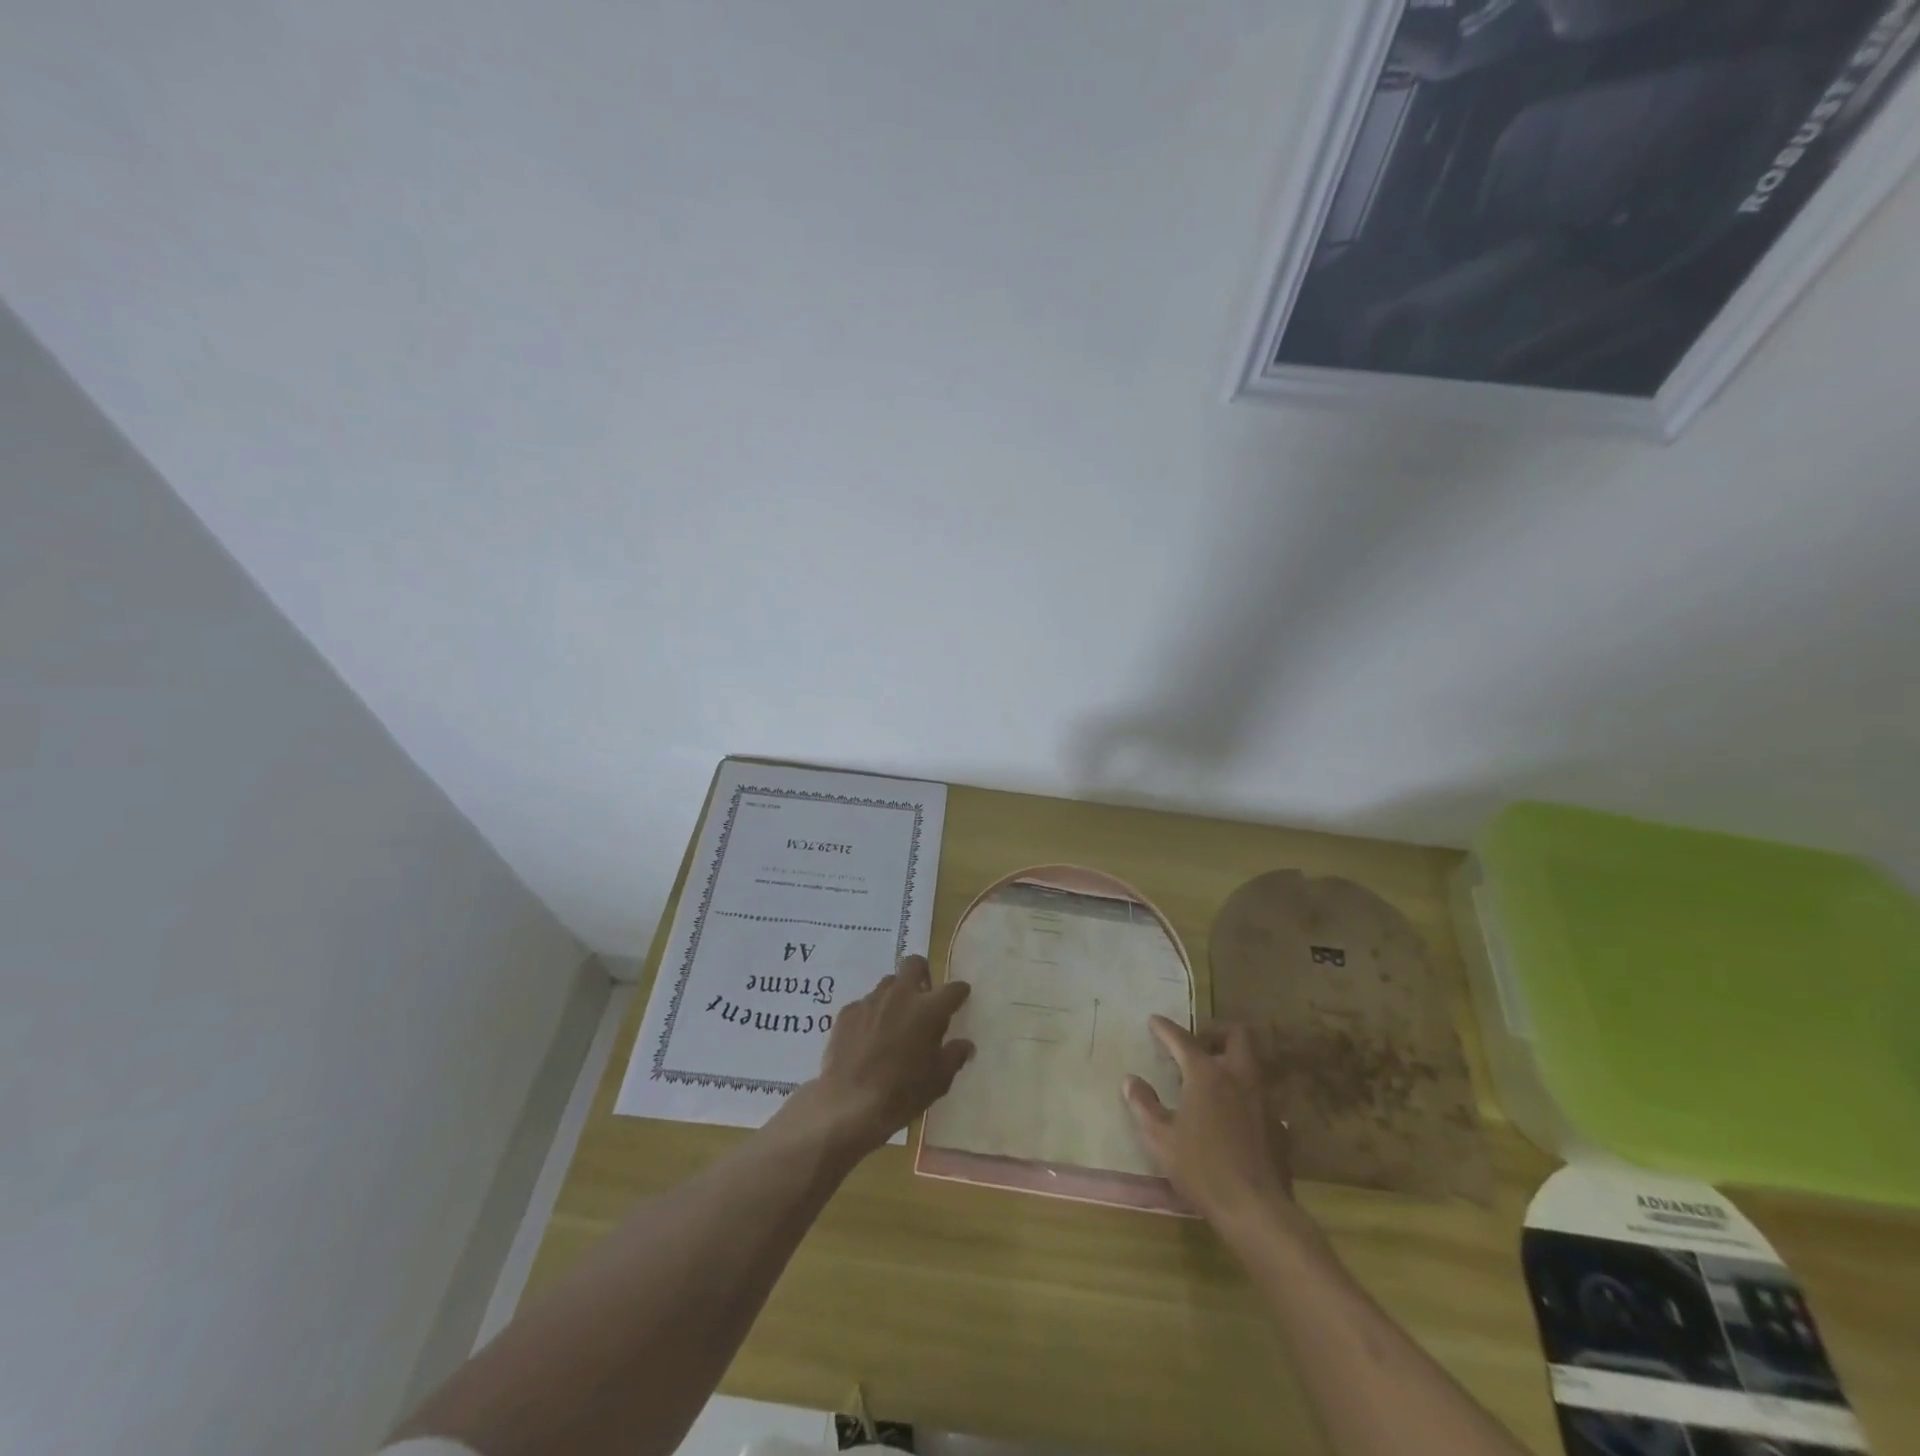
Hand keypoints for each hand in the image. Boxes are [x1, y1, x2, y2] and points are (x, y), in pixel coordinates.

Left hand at [784, 956, 972, 1161]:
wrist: (849, 1104)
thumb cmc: (902, 1093)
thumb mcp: (939, 1081)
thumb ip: (955, 1056)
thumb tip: (965, 1045)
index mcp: (929, 1009)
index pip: (953, 989)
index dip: (959, 992)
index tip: (960, 999)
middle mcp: (901, 995)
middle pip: (914, 964)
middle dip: (923, 974)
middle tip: (924, 997)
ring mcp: (871, 1000)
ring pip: (888, 983)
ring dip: (896, 995)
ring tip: (895, 1020)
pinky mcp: (847, 1012)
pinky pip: (865, 1004)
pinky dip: (872, 1014)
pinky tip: (868, 1037)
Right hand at [1123, 1016, 1293, 1226]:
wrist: (1257, 1209)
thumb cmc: (1202, 1168)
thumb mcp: (1160, 1138)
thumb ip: (1144, 1105)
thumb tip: (1131, 1080)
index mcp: (1207, 1075)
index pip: (1183, 1039)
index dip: (1166, 1028)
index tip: (1154, 1021)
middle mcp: (1239, 1077)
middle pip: (1237, 1034)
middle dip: (1216, 1031)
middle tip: (1198, 1044)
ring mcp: (1264, 1100)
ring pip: (1253, 1063)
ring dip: (1233, 1061)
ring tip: (1213, 1078)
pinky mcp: (1279, 1125)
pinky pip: (1261, 1096)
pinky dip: (1244, 1095)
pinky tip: (1232, 1116)